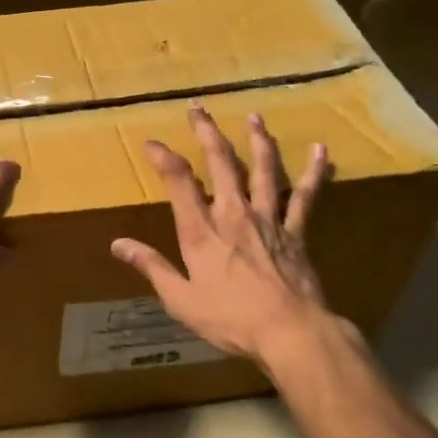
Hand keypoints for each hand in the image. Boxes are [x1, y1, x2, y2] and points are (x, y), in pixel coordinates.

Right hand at [111, 105, 337, 362]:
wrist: (289, 331)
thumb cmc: (230, 318)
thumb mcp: (180, 299)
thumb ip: (151, 267)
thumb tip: (117, 245)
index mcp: (201, 231)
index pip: (179, 182)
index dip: (164, 157)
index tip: (152, 142)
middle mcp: (233, 214)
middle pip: (220, 163)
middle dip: (207, 132)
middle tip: (199, 107)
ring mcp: (268, 219)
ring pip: (264, 169)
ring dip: (258, 140)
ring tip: (254, 116)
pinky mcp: (296, 231)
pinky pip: (306, 196)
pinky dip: (313, 171)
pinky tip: (320, 150)